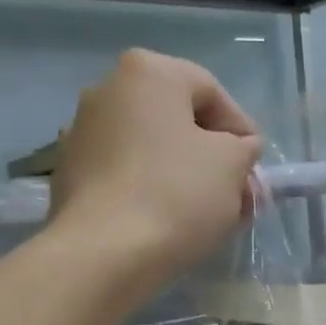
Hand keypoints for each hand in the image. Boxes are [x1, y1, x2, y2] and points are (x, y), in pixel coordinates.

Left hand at [51, 49, 262, 290]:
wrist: (104, 252)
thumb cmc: (176, 194)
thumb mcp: (232, 165)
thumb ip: (244, 148)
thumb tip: (240, 147)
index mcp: (148, 72)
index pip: (211, 91)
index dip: (241, 129)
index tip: (255, 166)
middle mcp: (107, 89)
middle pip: (176, 119)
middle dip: (212, 155)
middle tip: (236, 192)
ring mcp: (82, 132)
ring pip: (150, 148)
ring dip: (182, 173)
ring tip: (206, 213)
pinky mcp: (70, 174)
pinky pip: (125, 173)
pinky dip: (150, 189)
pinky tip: (168, 221)